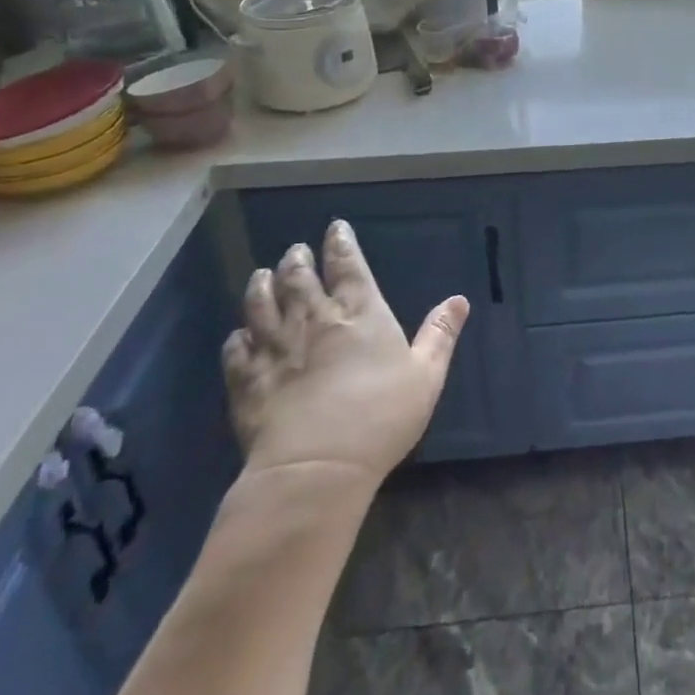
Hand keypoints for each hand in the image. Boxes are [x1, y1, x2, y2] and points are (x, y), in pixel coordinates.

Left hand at [222, 219, 468, 489]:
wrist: (316, 467)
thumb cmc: (381, 416)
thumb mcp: (427, 374)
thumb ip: (440, 334)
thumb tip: (459, 299)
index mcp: (359, 312)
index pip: (348, 265)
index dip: (341, 243)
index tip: (335, 228)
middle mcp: (313, 319)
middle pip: (299, 278)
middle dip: (297, 259)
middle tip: (295, 250)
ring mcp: (274, 348)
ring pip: (261, 305)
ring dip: (261, 286)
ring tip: (261, 275)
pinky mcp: (246, 381)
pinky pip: (236, 349)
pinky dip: (237, 338)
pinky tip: (239, 336)